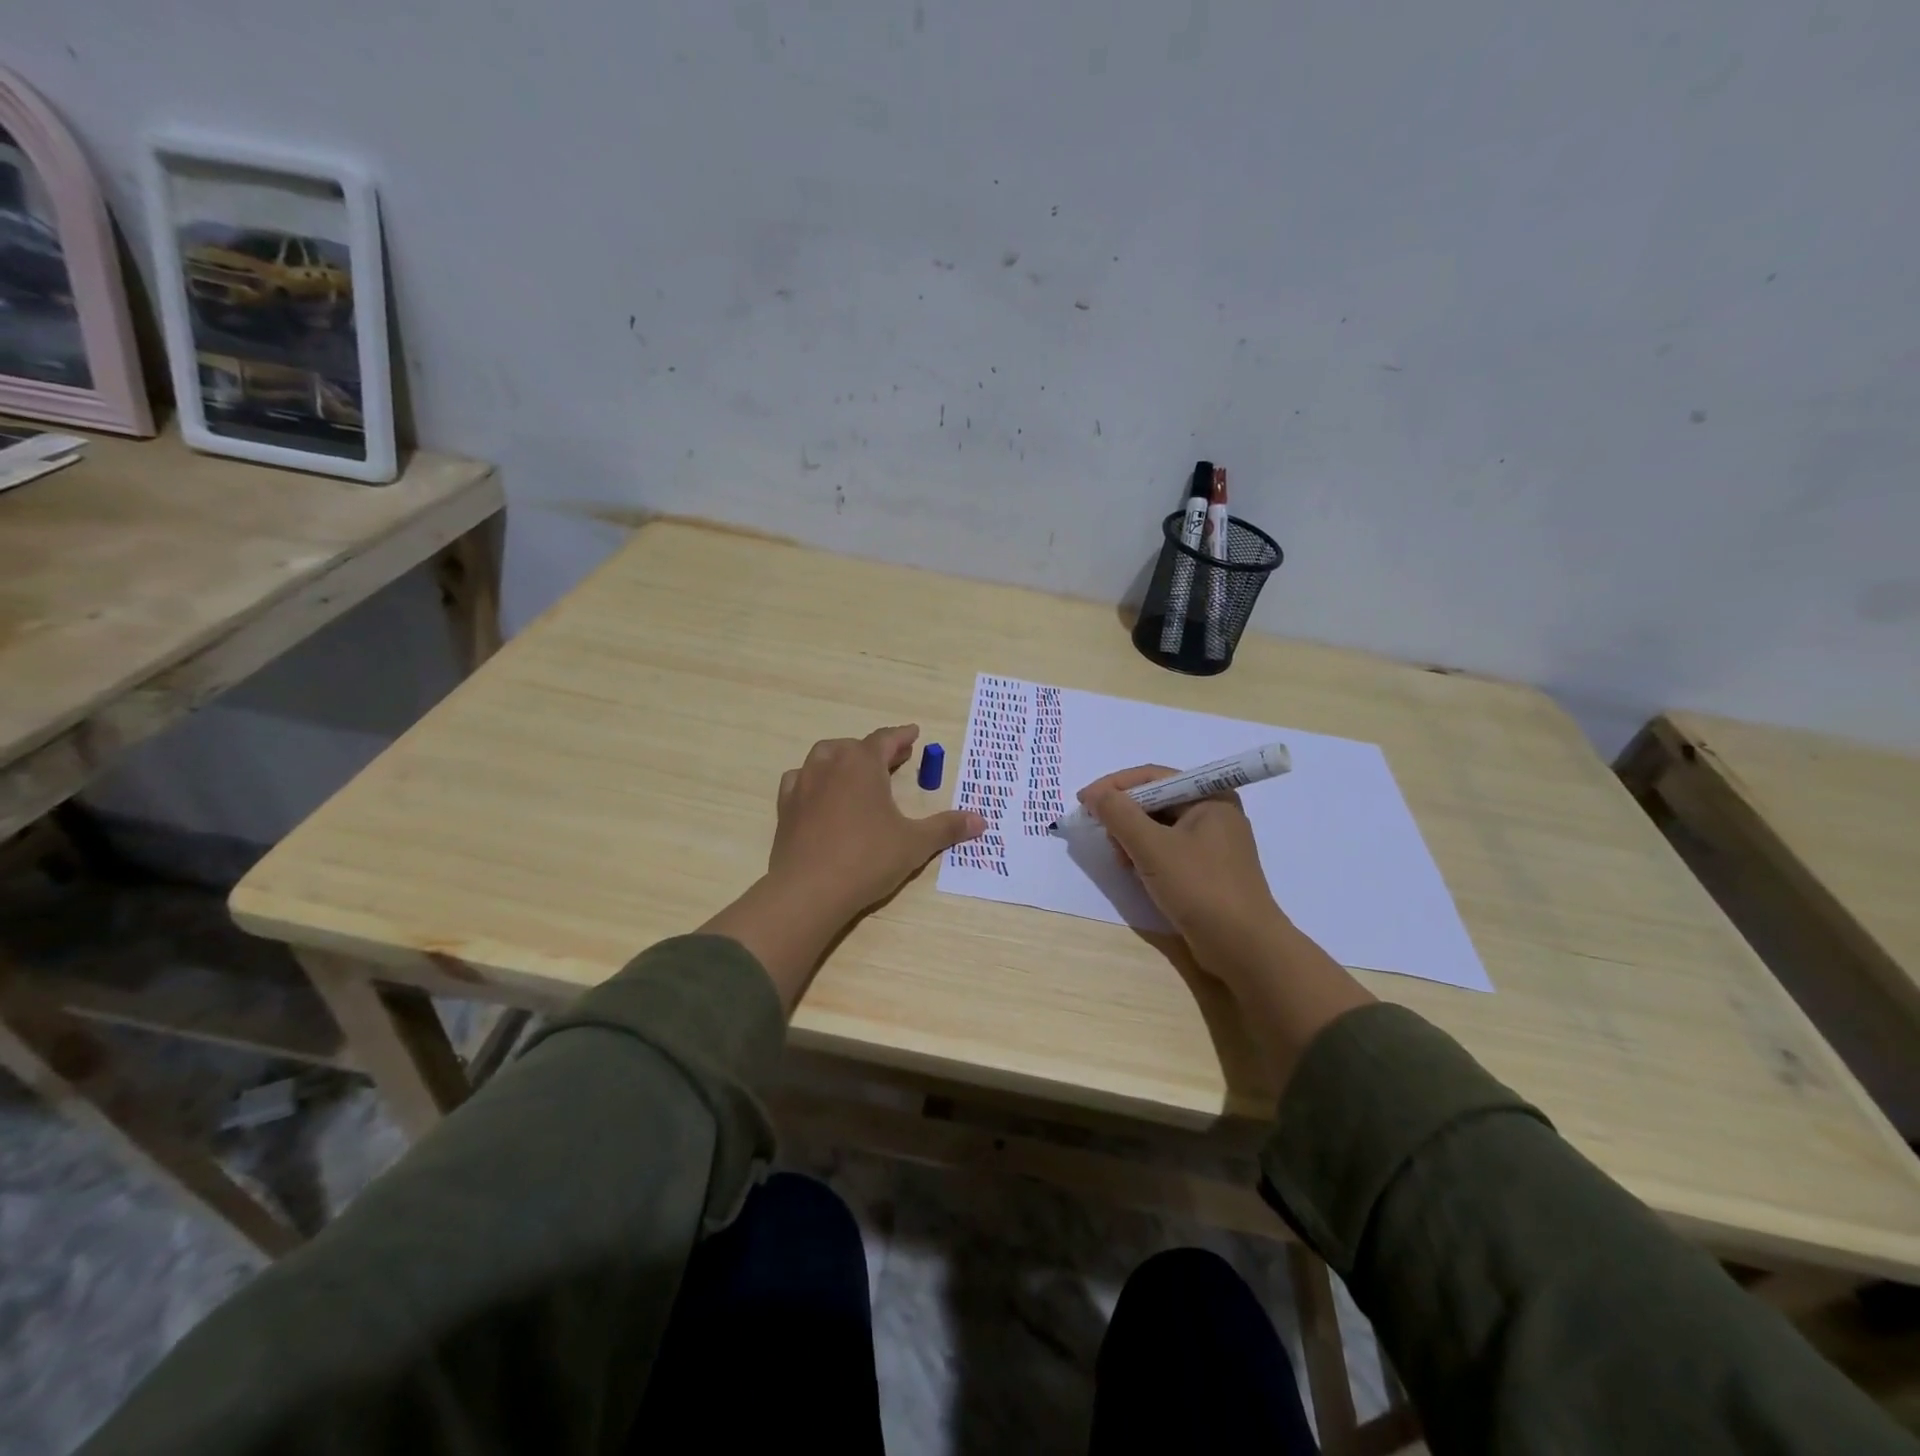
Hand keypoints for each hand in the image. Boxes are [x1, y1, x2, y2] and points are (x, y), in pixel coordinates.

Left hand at [704, 725, 984, 1012]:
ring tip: (857, 772)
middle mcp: (830, 765)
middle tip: (895, 758)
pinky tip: (820, 794)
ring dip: (843, 759)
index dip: (902, 736)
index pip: (885, 739)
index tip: (914, 733)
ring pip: (824, 757)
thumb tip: (981, 820)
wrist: (808, 890)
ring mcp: (803, 784)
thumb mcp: (915, 843)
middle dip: (876, 749)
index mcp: (862, 764)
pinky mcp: (786, 807)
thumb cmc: (867, 859)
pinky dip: (814, 780)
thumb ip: (946, 827)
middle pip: (855, 746)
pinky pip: (800, 780)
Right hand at [1077, 765, 1287, 988]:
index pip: (1154, 777)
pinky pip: (1168, 850)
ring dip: (1133, 839)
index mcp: (1211, 796)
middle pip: (1156, 801)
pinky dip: (1147, 856)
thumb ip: (1118, 815)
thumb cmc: (1199, 887)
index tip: (1083, 801)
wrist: (1243, 947)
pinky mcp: (1207, 870)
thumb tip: (1094, 795)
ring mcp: (1213, 843)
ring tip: (1121, 861)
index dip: (1114, 786)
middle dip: (1124, 816)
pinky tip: (1136, 873)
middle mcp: (1214, 812)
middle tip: (1103, 836)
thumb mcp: (1152, 847)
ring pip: (1159, 827)